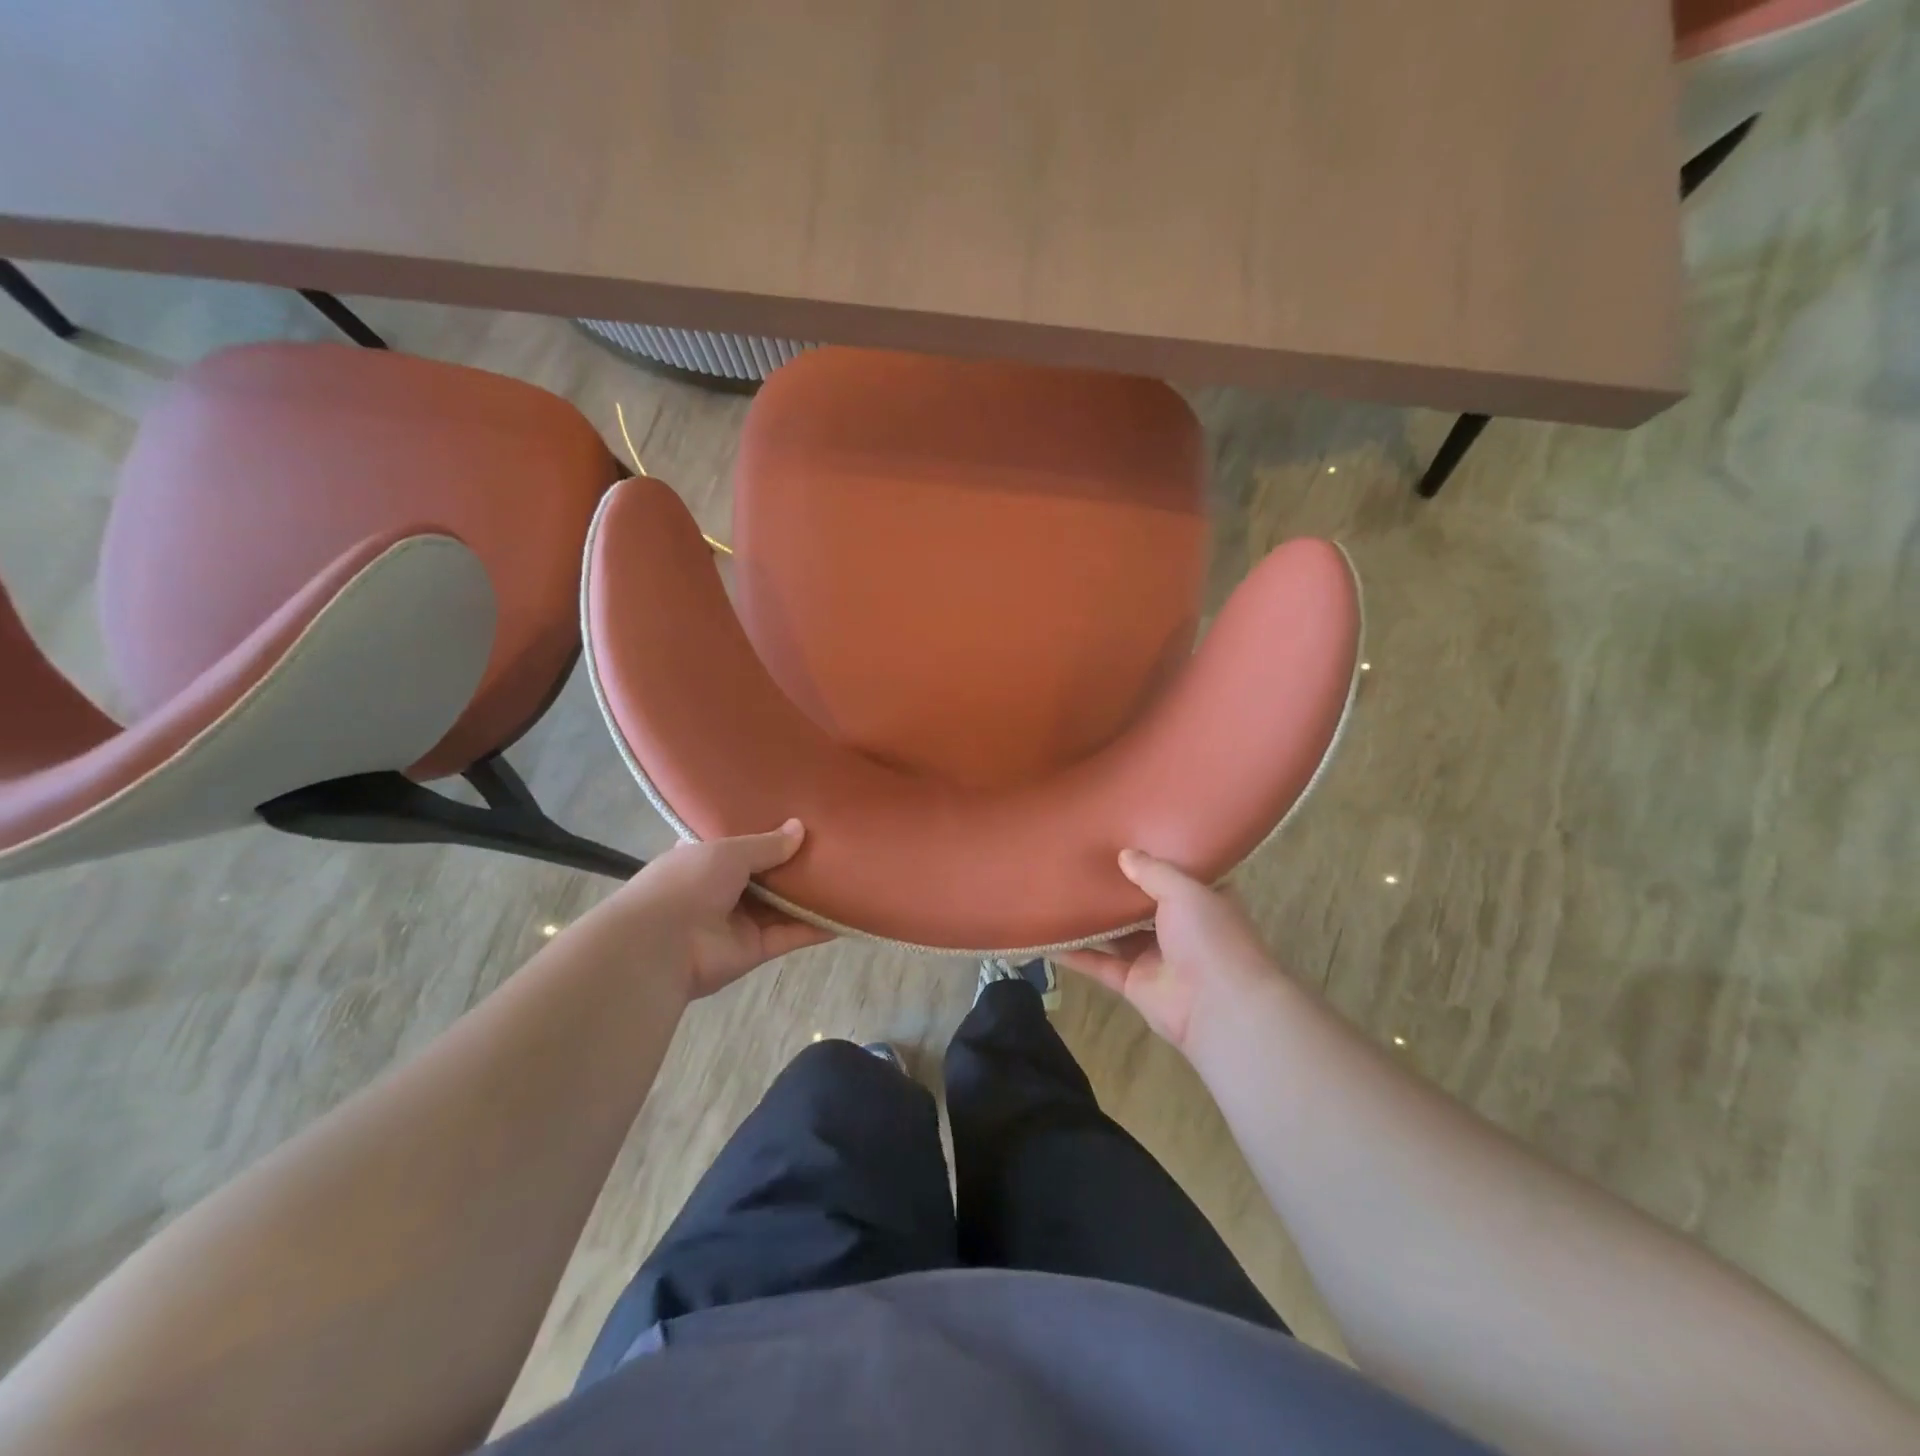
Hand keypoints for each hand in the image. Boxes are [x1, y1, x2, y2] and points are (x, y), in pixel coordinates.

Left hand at [616, 820, 833, 997]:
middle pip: (768, 874)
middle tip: (834, 842)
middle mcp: (724, 888)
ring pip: (784, 905)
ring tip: (849, 874)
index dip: (766, 831)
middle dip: (795, 862)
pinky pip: (792, 934)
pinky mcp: (756, 949)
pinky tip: (846, 914)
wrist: (661, 946)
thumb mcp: (727, 851)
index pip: (740, 842)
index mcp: (706, 858)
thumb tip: (800, 828)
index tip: (799, 816)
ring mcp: (741, 921)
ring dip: (811, 894)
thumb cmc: (687, 883)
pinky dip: (817, 926)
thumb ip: (766, 843)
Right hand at [1058, 850, 1279, 1052]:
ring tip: (1058, 891)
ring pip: (1116, 934)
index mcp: (1201, 902)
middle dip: (1116, 887)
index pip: (1175, 875)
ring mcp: (1155, 957)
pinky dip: (1075, 953)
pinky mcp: (1133, 982)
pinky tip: (1047, 938)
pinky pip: (1099, 963)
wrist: (1218, 1007)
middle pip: (1140, 904)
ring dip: (1092, 918)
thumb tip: (1124, 854)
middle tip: (1081, 860)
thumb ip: (1153, 871)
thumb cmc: (1210, 938)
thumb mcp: (1186, 891)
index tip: (1124, 838)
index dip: (1152, 860)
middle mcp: (1179, 928)